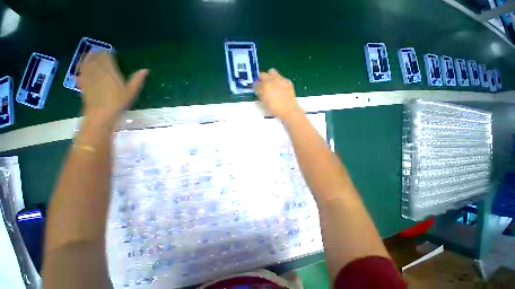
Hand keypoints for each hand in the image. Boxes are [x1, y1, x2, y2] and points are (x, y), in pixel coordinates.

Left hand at [77, 52, 148, 120]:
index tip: (109, 52)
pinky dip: (81, 68)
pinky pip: (81, 73)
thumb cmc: (118, 103)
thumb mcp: (131, 92)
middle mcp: (97, 72)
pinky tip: (81, 67)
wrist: (101, 114)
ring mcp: (89, 78)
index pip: (107, 58)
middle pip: (96, 59)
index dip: (107, 54)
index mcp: (109, 72)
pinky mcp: (83, 84)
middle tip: (99, 51)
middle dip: (97, 54)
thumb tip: (145, 70)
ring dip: (88, 58)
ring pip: (87, 64)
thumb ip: (137, 80)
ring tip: (89, 54)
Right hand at [254, 68, 301, 119]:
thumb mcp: (264, 104)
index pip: (256, 83)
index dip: (255, 86)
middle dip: (261, 78)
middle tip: (261, 84)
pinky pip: (281, 77)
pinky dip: (278, 80)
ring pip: (272, 72)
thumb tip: (259, 91)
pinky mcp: (287, 81)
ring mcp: (280, 80)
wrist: (289, 110)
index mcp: (265, 87)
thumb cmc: (275, 109)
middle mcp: (272, 81)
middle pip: (263, 74)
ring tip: (271, 83)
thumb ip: (260, 95)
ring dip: (269, 76)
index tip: (255, 88)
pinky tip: (279, 87)